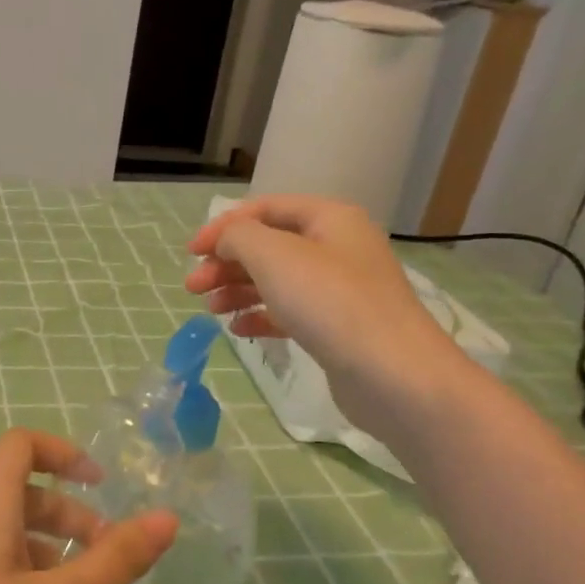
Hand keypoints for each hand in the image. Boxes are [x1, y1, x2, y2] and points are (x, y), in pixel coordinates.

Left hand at [0, 430, 176, 583]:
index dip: (63, 452)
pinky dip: (26, 581)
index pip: (19, 446)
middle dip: (69, 515)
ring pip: (5, 537)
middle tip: (107, 560)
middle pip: (18, 494)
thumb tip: (166, 518)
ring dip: (50, 552)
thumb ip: (114, 562)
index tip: (102, 487)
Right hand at [186, 195, 472, 442]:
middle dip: (226, 263)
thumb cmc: (330, 303)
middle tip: (192, 287)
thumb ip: (238, 237)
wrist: (393, 374)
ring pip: (276, 280)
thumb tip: (225, 240)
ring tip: (211, 310)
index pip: (265, 209)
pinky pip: (289, 312)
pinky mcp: (337, 327)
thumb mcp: (274, 256)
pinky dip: (260, 316)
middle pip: (268, 246)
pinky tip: (238, 330)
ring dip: (238, 290)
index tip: (190, 253)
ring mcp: (339, 290)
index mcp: (329, 219)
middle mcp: (336, 247)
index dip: (224, 226)